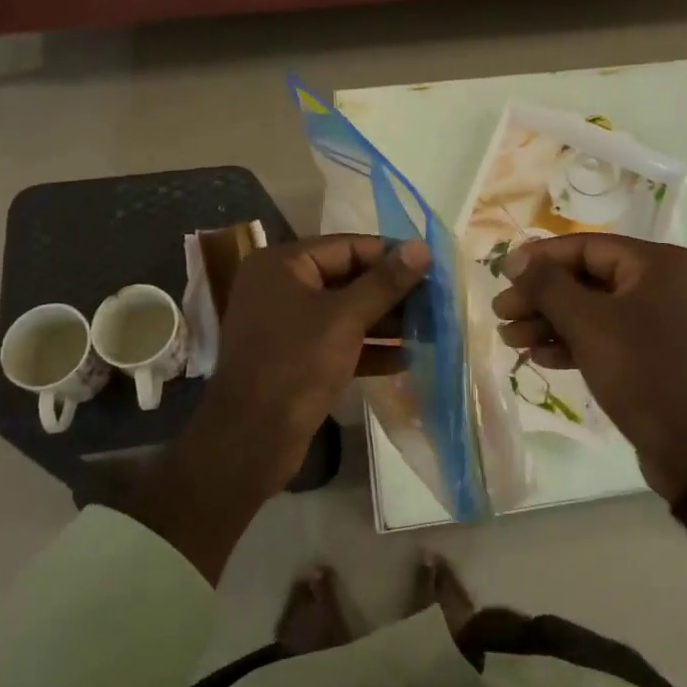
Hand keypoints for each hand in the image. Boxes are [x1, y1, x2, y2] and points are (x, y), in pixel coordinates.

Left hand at [201, 233, 429, 487]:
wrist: (249, 440)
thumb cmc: (296, 364)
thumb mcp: (345, 318)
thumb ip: (385, 282)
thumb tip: (422, 247)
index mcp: (283, 264)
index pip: (348, 247)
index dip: (391, 255)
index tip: (433, 266)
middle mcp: (281, 287)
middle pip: (348, 279)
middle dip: (392, 292)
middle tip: (437, 301)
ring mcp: (287, 324)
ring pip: (345, 313)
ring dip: (386, 322)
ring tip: (431, 329)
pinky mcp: (296, 358)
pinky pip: (338, 342)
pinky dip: (368, 348)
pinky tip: (407, 358)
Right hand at [492, 235, 686, 499]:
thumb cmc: (645, 373)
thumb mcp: (588, 324)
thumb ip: (547, 286)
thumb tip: (515, 260)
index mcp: (658, 264)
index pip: (586, 247)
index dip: (540, 259)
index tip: (502, 275)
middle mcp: (664, 284)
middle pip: (587, 278)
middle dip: (541, 297)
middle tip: (501, 314)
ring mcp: (663, 322)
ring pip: (593, 311)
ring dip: (550, 322)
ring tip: (510, 339)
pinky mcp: (656, 355)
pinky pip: (607, 336)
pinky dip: (574, 343)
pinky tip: (540, 356)